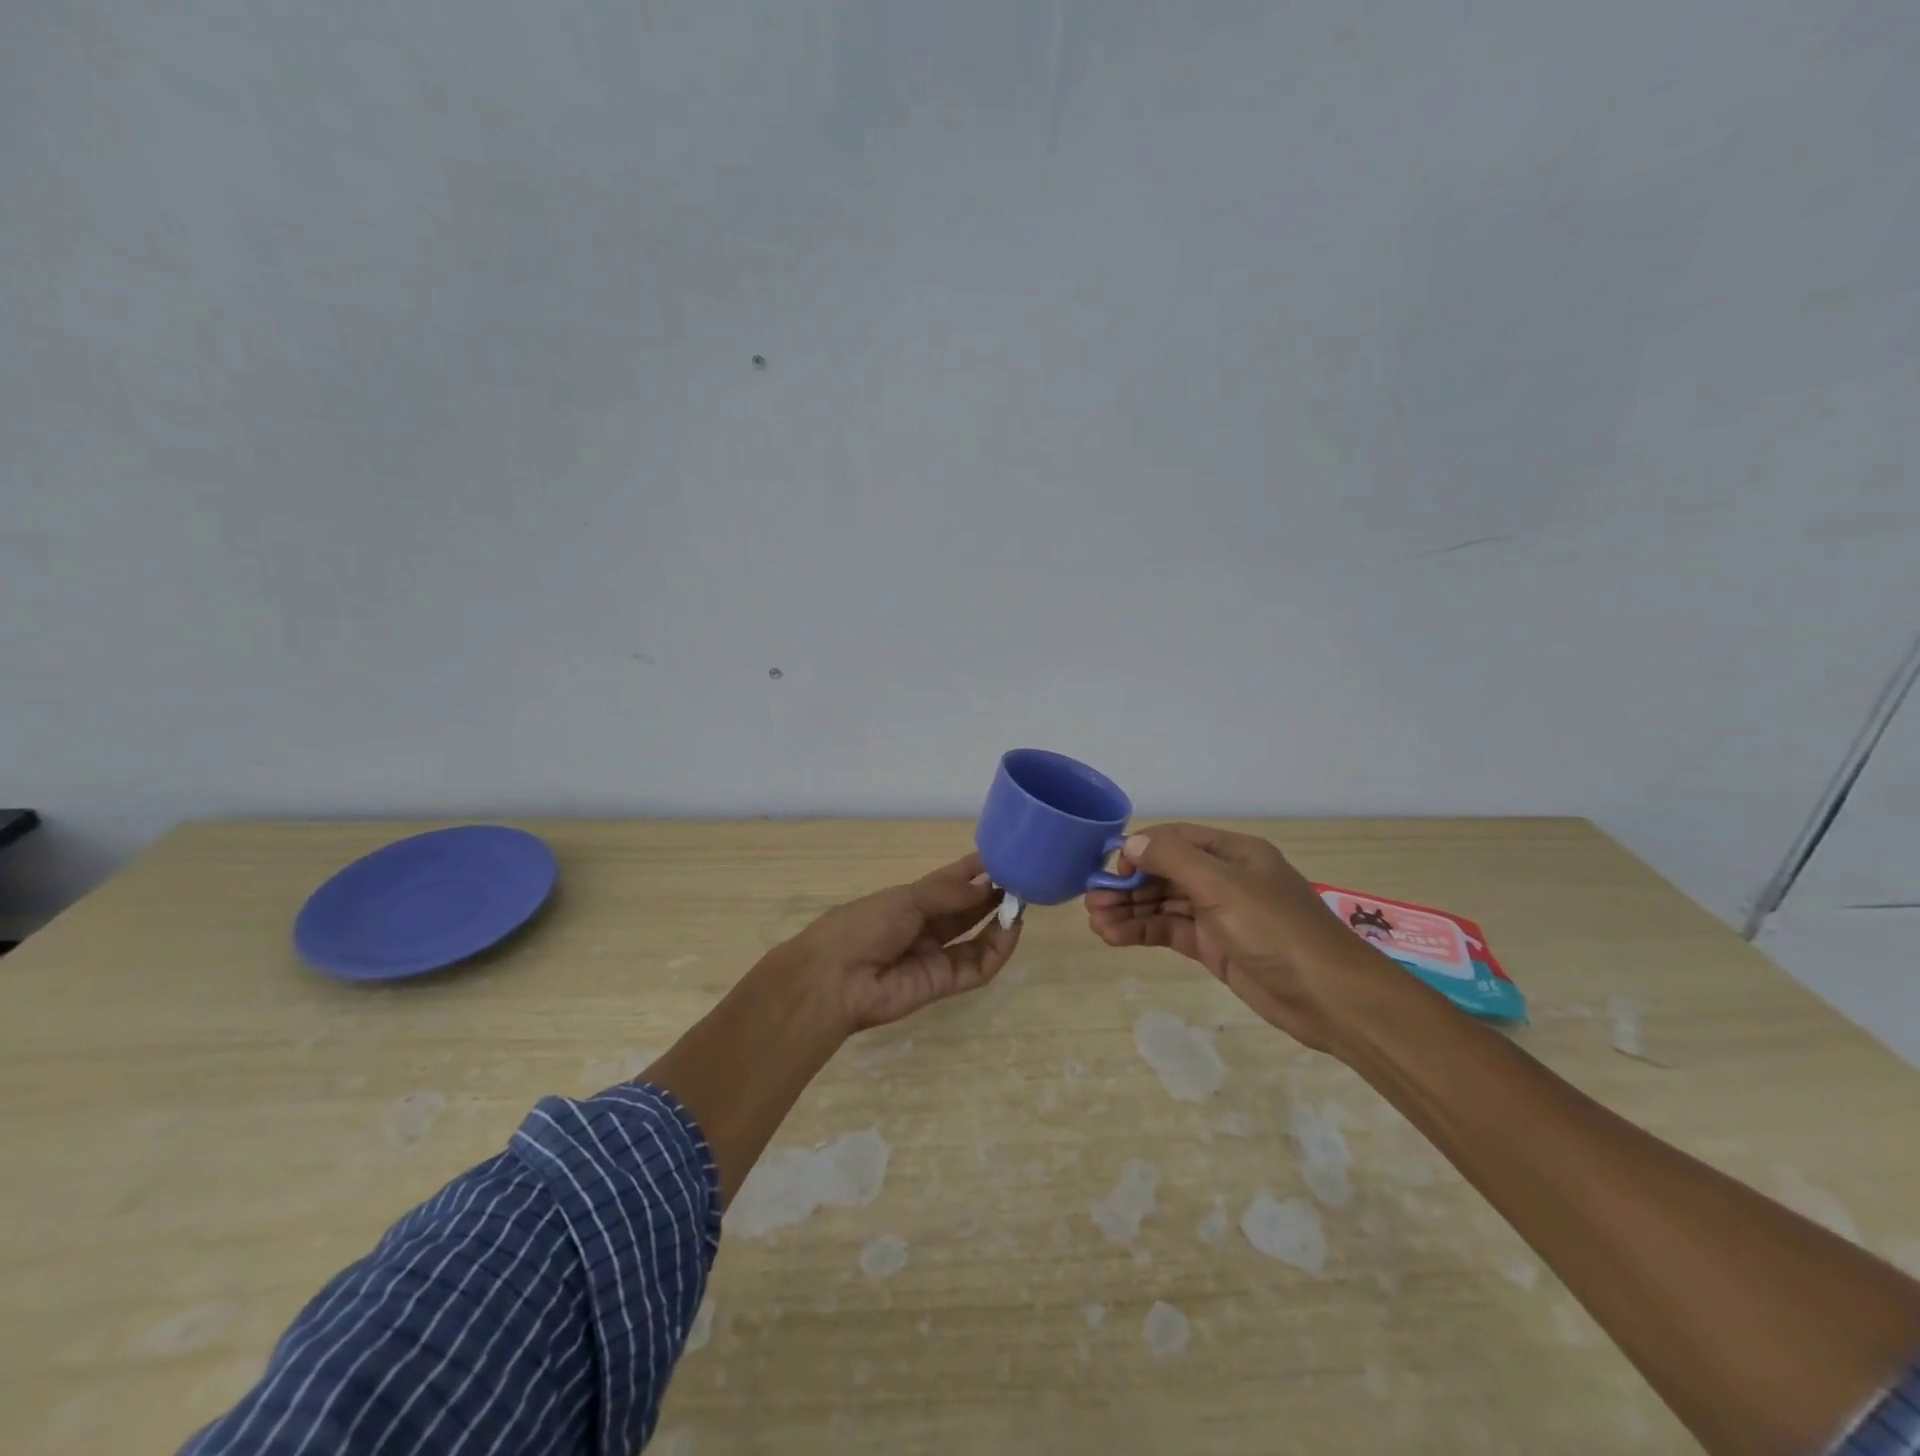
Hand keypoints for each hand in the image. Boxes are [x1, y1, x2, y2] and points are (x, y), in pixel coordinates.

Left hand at [789, 852, 1021, 1032]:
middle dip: (992, 894)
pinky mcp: (943, 984)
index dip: (974, 870)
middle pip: (966, 909)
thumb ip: (949, 893)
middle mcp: (925, 926)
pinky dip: (997, 950)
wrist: (835, 980)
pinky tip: (1012, 929)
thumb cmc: (864, 926)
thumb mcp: (906, 899)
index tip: (1003, 856)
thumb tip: (987, 884)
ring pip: (975, 937)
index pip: (949, 882)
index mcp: (909, 901)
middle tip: (1021, 879)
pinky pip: (976, 967)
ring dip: (999, 920)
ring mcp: (934, 956)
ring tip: (1022, 902)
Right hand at [1084, 823, 1388, 1051]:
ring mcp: (1219, 915)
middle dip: (1128, 886)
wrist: (1330, 999)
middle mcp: (1224, 879)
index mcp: (1233, 853)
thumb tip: (1130, 842)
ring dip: (1130, 911)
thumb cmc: (1276, 931)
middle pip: (1165, 873)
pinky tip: (1114, 937)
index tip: (1111, 871)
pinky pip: (1171, 931)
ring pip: (1164, 904)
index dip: (1140, 851)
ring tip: (1095, 923)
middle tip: (1091, 903)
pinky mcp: (1216, 947)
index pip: (1175, 840)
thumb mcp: (1224, 886)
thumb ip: (1174, 860)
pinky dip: (1143, 932)